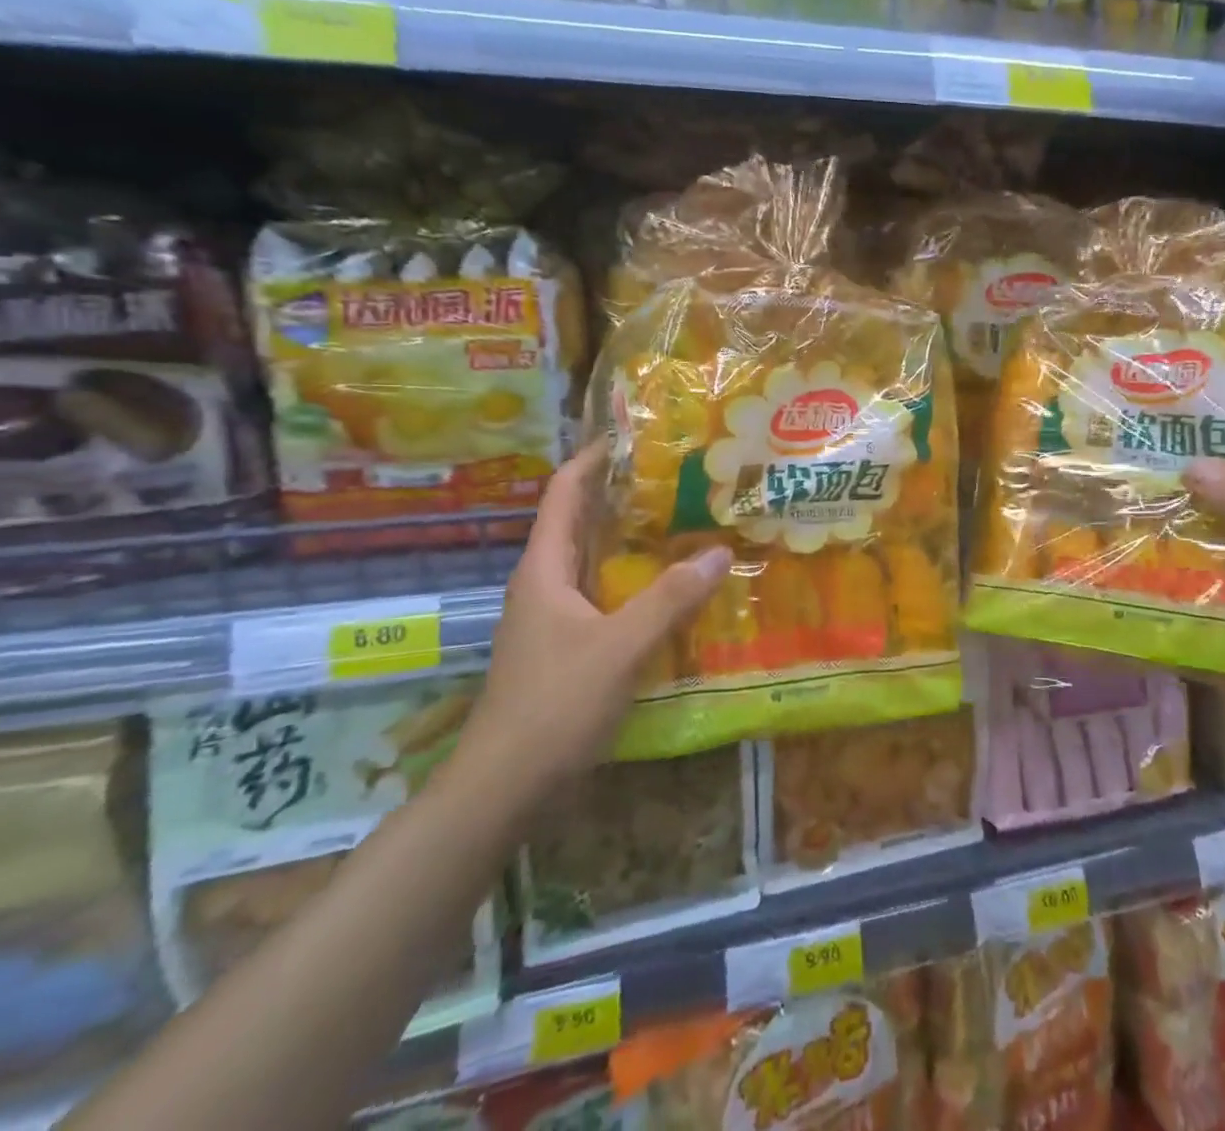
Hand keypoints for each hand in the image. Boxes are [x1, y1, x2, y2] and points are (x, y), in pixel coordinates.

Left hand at [453, 443, 730, 800]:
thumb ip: (670, 599)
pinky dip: (631, 583)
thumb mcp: (620, 647)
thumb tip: (721, 552)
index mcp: (544, 569)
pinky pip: (600, 598)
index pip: (563, 493)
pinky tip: (667, 591)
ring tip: (681, 525)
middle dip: (621, 497)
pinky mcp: (563, 648)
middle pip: (579, 523)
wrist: (504, 787)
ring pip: (592, 563)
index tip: (633, 436)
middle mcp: (543, 584)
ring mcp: (550, 619)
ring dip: (629, 542)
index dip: (592, 459)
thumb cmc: (555, 705)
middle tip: (677, 480)